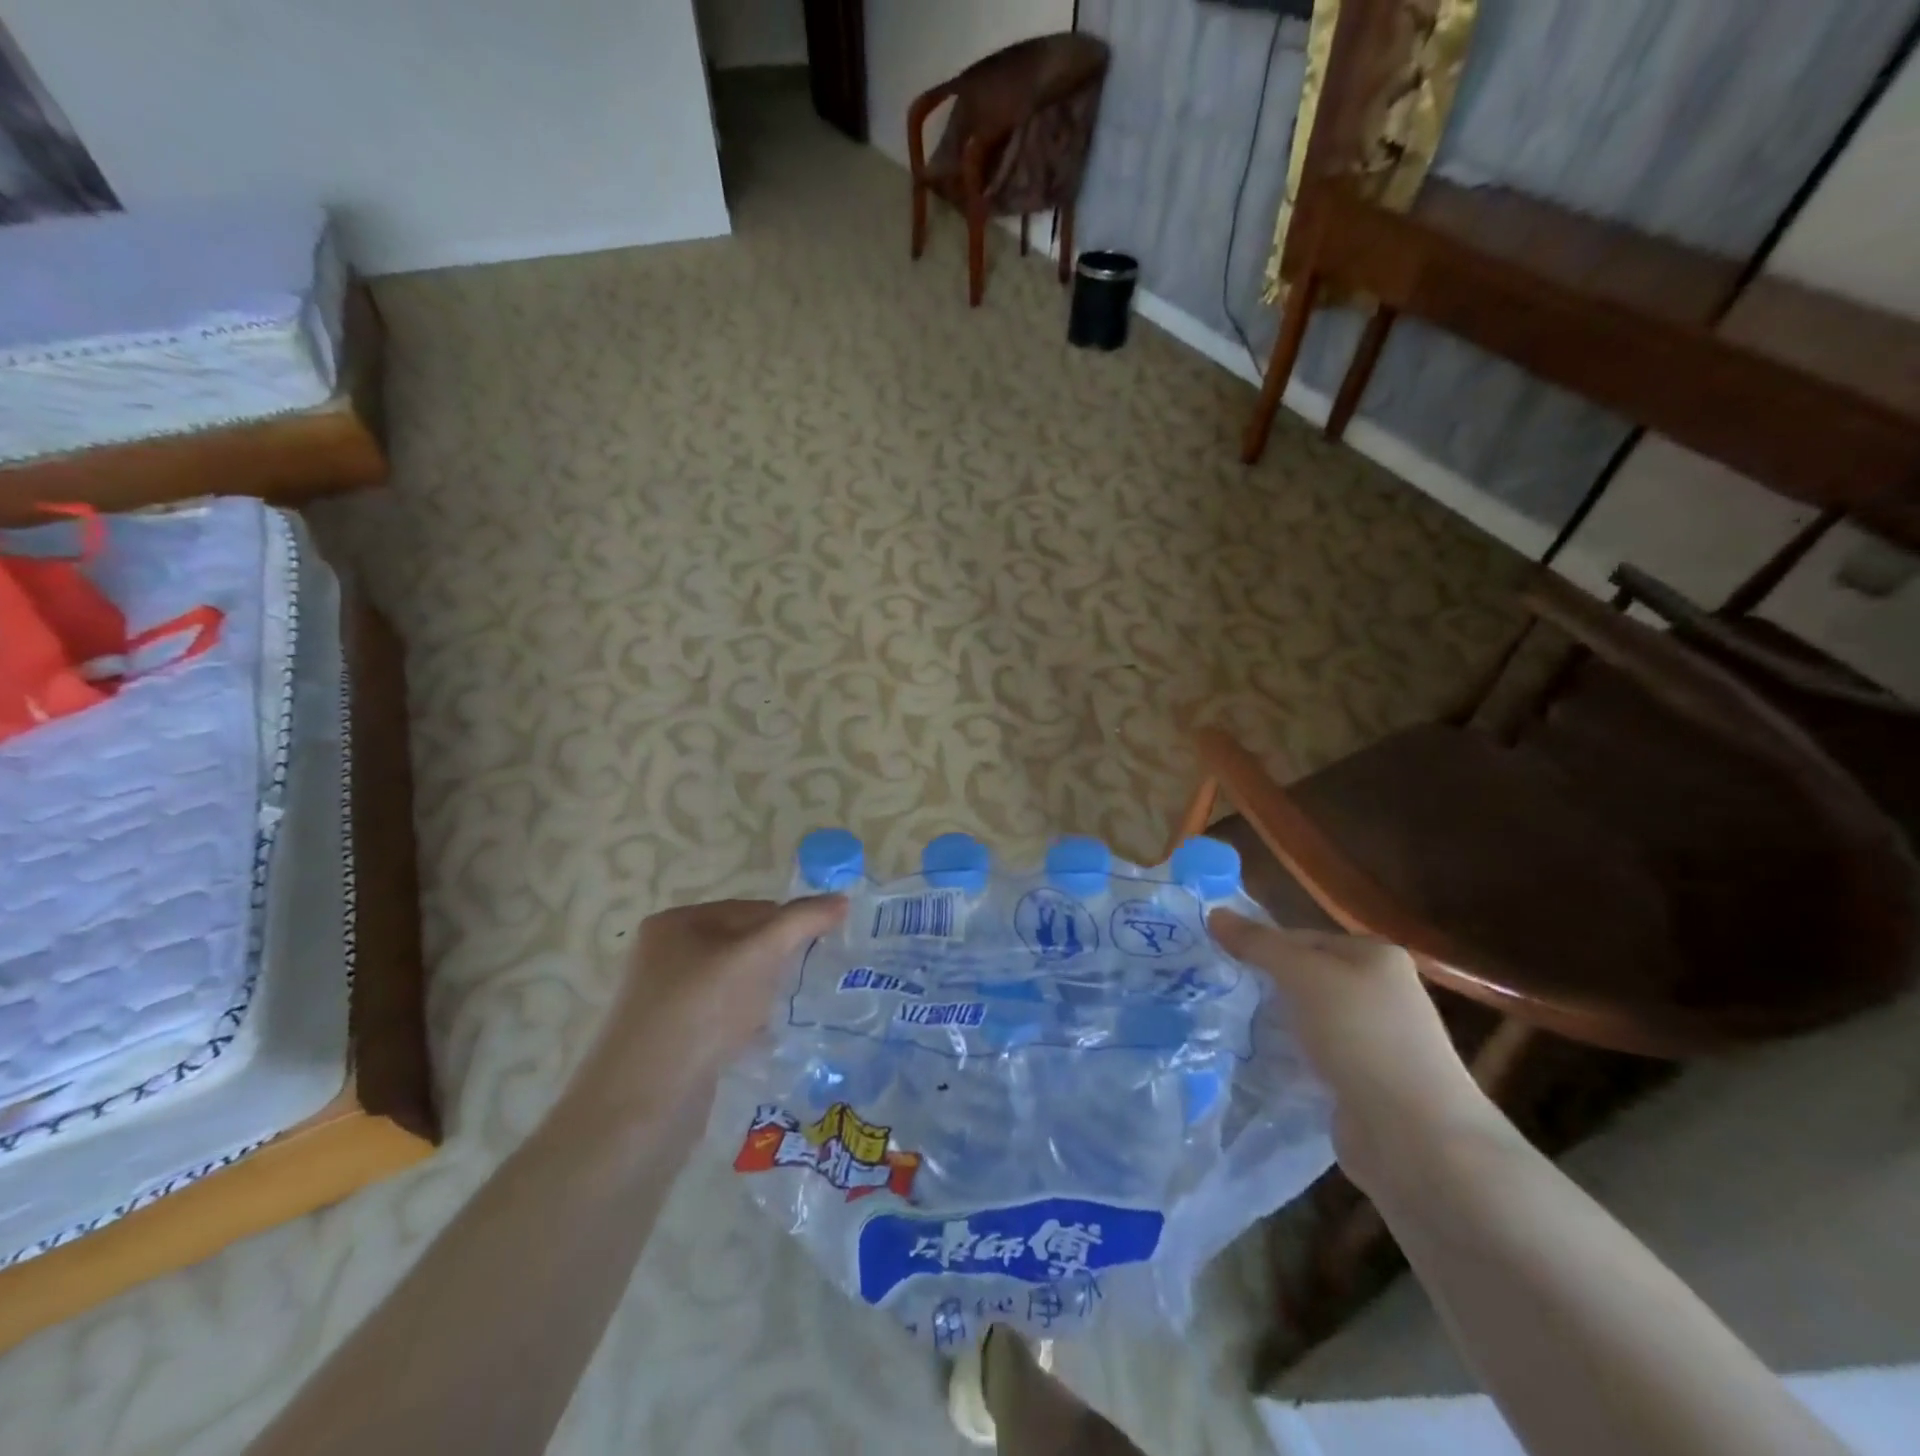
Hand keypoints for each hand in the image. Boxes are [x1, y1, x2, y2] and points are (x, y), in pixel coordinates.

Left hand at [600, 896, 848, 1087]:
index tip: (823, 949)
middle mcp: (665, 955)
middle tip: (809, 980)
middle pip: (743, 945)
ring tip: (787, 1011)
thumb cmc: (698, 1015)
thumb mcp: (756, 957)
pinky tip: (763, 1040)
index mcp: (676, 923)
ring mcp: (665, 1000)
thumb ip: (800, 923)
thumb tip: (841, 899)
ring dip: (764, 995)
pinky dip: (746, 1024)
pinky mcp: (672, 1040)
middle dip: (777, 962)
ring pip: (735, 984)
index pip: (751, 908)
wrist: (639, 1111)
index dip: (790, 925)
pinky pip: (722, 1018)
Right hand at [1208, 910, 1507, 1191]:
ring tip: (1233, 1028)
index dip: (1262, 946)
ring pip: (1310, 1019)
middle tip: (1223, 994)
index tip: (1222, 963)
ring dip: (1278, 1025)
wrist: (1414, 1136)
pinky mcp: (1366, 1084)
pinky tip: (1263, 1064)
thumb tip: (1213, 913)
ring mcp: (1377, 1041)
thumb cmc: (1360, 1035)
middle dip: (1268, 987)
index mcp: (1376, 956)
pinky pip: (1316, 1058)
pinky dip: (1292, 1059)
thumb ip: (1258, 944)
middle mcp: (1382, 993)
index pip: (1303, 937)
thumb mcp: (1302, 975)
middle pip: (1307, 978)